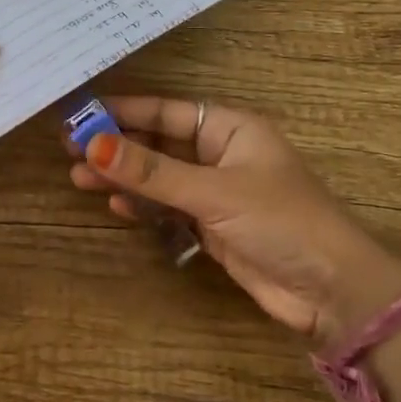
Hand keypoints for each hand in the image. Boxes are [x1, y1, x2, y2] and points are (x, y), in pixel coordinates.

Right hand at [66, 96, 400, 342]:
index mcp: (231, 128)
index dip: (123, 111)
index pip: (166, 111)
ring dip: (124, 177)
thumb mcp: (212, 192)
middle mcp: (222, 154)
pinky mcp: (213, 226)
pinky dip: (143, 206)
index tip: (80, 114)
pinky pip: (169, 207)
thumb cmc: (280, 222)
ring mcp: (217, 191)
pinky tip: (116, 205)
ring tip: (79, 177)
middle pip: (159, 142)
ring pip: (159, 177)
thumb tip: (93, 144)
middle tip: (69, 149)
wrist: (330, 290)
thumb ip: (151, 172)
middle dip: (118, 146)